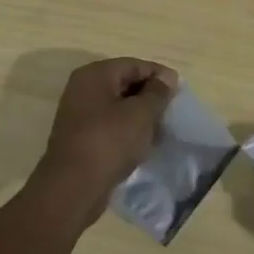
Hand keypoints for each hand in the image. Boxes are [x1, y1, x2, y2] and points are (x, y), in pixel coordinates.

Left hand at [30, 57, 178, 226]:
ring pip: (118, 106)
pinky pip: (109, 126)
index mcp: (95, 74)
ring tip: (160, 130)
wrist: (72, 189)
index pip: (134, 65)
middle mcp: (83, 88)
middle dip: (150, 96)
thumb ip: (157, 92)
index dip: (160, 76)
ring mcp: (78, 114)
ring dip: (140, 116)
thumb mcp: (141, 114)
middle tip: (171, 112)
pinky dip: (127, 131)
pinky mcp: (80, 138)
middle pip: (125, 83)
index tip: (180, 92)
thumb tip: (166, 77)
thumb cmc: (109, 142)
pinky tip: (142, 145)